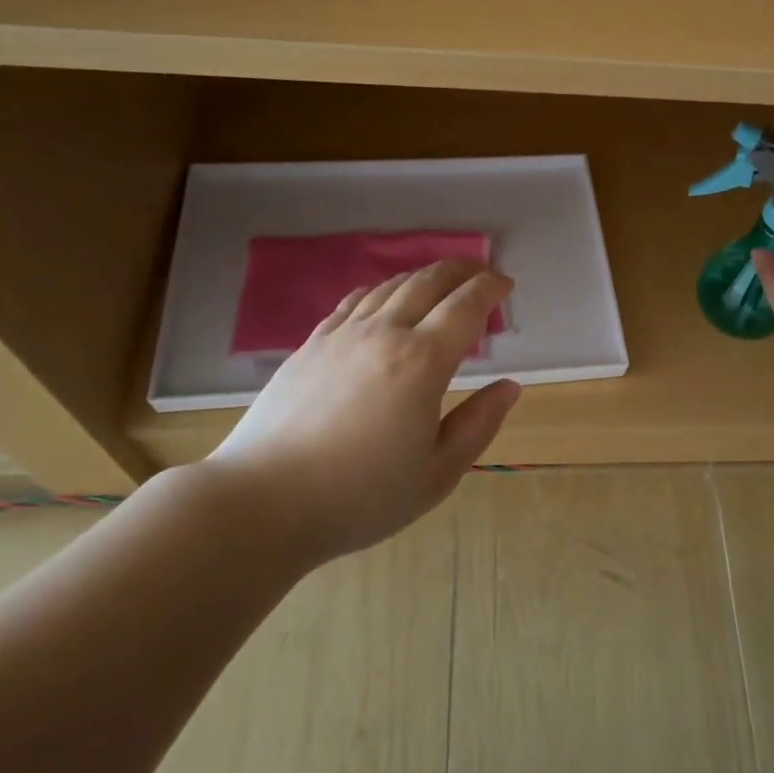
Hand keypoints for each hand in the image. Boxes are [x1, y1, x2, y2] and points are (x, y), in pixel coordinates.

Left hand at [205, 260, 520, 563]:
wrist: (264, 502)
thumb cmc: (360, 496)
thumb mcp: (437, 473)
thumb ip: (479, 424)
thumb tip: (509, 386)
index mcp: (422, 362)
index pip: (465, 306)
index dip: (490, 288)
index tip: (506, 284)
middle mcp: (384, 334)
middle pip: (428, 282)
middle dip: (461, 270)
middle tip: (481, 272)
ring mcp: (342, 335)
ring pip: (390, 286)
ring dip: (423, 276)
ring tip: (441, 281)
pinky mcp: (310, 345)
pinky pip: (353, 301)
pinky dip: (381, 289)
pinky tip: (384, 298)